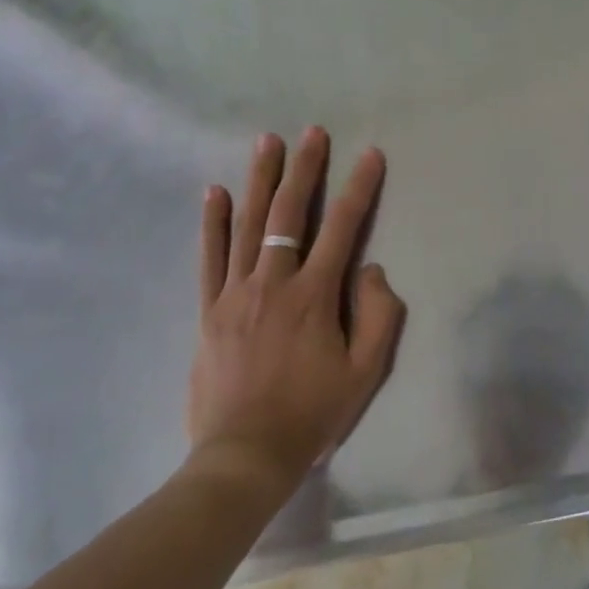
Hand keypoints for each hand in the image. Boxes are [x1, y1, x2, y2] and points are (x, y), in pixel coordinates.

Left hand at [185, 128, 405, 490]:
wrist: (244, 456)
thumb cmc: (312, 414)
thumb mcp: (365, 372)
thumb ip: (378, 315)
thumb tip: (370, 268)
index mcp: (313, 296)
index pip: (342, 228)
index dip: (359, 188)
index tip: (370, 154)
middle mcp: (273, 283)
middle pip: (289, 214)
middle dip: (304, 169)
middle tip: (312, 132)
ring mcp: (235, 294)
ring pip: (248, 225)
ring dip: (259, 180)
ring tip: (267, 142)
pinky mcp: (209, 310)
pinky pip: (210, 258)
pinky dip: (212, 223)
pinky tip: (213, 192)